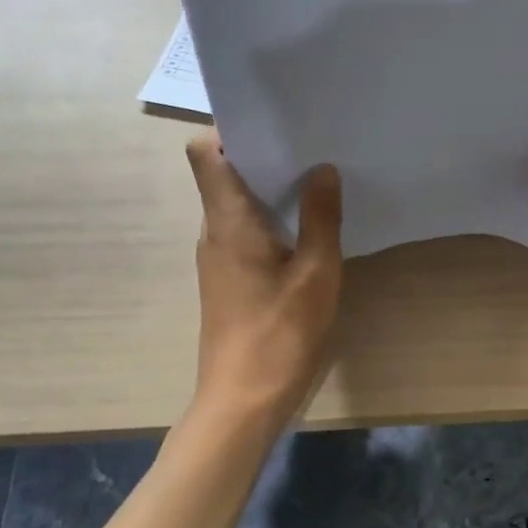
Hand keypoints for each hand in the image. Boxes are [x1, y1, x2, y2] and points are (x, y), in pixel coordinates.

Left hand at [185, 131, 343, 423]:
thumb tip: (322, 168)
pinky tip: (305, 230)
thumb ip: (320, 216)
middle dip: (263, 156)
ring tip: (315, 180)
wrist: (242, 402)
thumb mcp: (316, 271)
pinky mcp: (228, 279)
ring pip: (236, 204)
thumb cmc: (280, 332)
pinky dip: (269, 219)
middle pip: (224, 174)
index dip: (231, 131)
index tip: (274, 125)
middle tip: (311, 146)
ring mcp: (217, 257)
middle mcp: (214, 231)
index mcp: (228, 219)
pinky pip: (243, 231)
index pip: (205, 153)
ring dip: (268, 189)